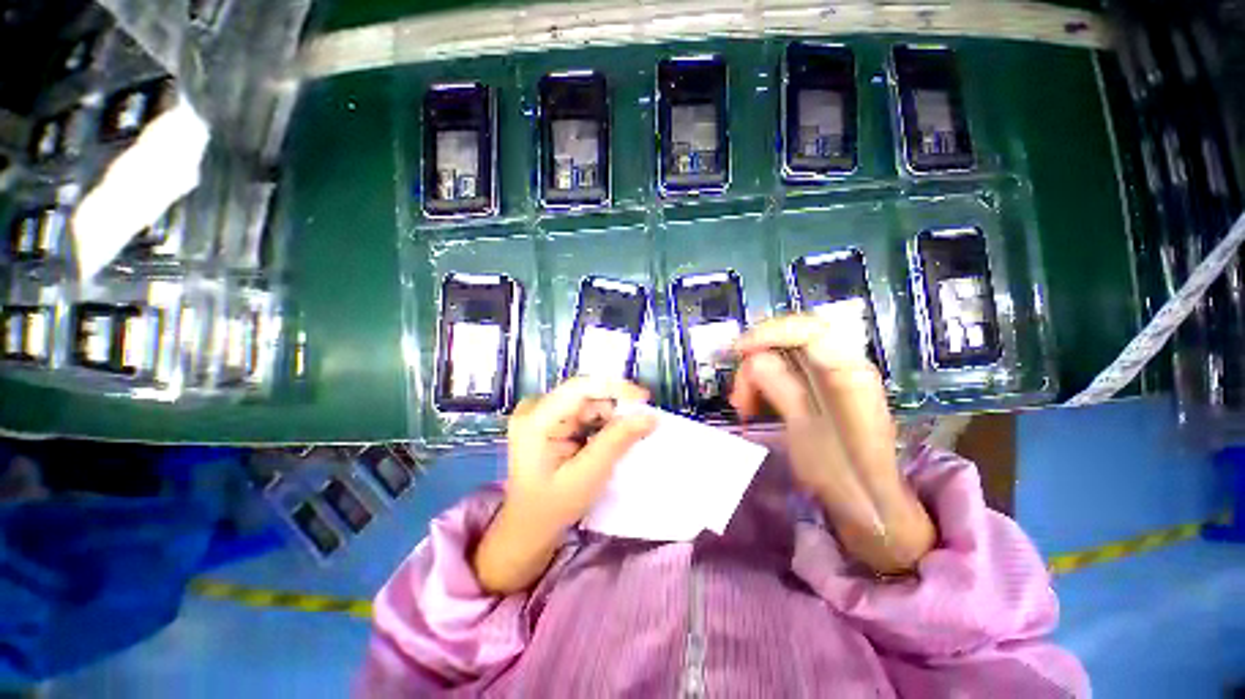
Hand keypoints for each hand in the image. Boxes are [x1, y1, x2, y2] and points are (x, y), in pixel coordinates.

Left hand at [473, 377, 656, 593]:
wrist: (529, 527)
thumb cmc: (554, 506)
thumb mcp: (588, 475)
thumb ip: (618, 441)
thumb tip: (649, 416)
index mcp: (535, 420)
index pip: (580, 388)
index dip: (615, 388)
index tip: (645, 400)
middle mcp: (535, 408)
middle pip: (585, 393)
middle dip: (616, 406)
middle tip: (643, 423)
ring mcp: (541, 412)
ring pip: (588, 401)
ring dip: (611, 415)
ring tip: (630, 434)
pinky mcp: (549, 419)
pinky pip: (583, 411)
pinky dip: (602, 422)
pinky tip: (613, 437)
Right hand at [730, 314, 935, 574]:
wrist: (870, 504)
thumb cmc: (841, 473)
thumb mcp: (805, 430)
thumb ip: (782, 387)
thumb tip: (754, 359)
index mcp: (848, 372)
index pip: (807, 329)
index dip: (769, 333)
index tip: (739, 352)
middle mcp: (844, 365)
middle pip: (790, 341)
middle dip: (756, 360)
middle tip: (739, 393)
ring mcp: (833, 376)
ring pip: (782, 356)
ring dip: (756, 375)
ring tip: (743, 405)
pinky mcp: (822, 389)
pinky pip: (784, 372)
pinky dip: (763, 383)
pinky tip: (754, 404)